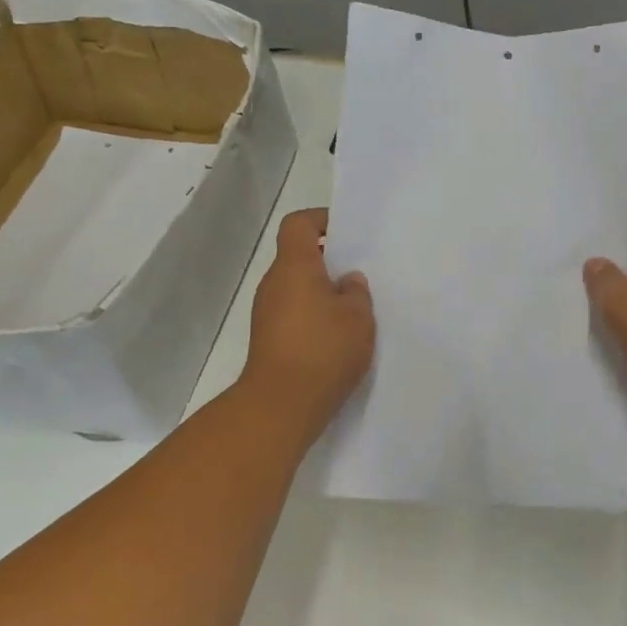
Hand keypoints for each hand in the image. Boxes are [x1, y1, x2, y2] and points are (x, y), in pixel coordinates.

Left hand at [242, 209, 374, 429]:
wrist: (281, 404)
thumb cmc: (323, 349)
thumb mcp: (358, 317)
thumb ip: (357, 292)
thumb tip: (348, 282)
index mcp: (294, 266)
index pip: (298, 224)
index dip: (321, 220)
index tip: (346, 233)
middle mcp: (274, 283)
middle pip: (298, 257)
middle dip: (329, 262)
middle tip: (360, 277)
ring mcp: (266, 312)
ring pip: (297, 288)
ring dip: (322, 293)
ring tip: (354, 311)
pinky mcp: (268, 339)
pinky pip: (293, 314)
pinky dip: (314, 317)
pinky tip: (338, 338)